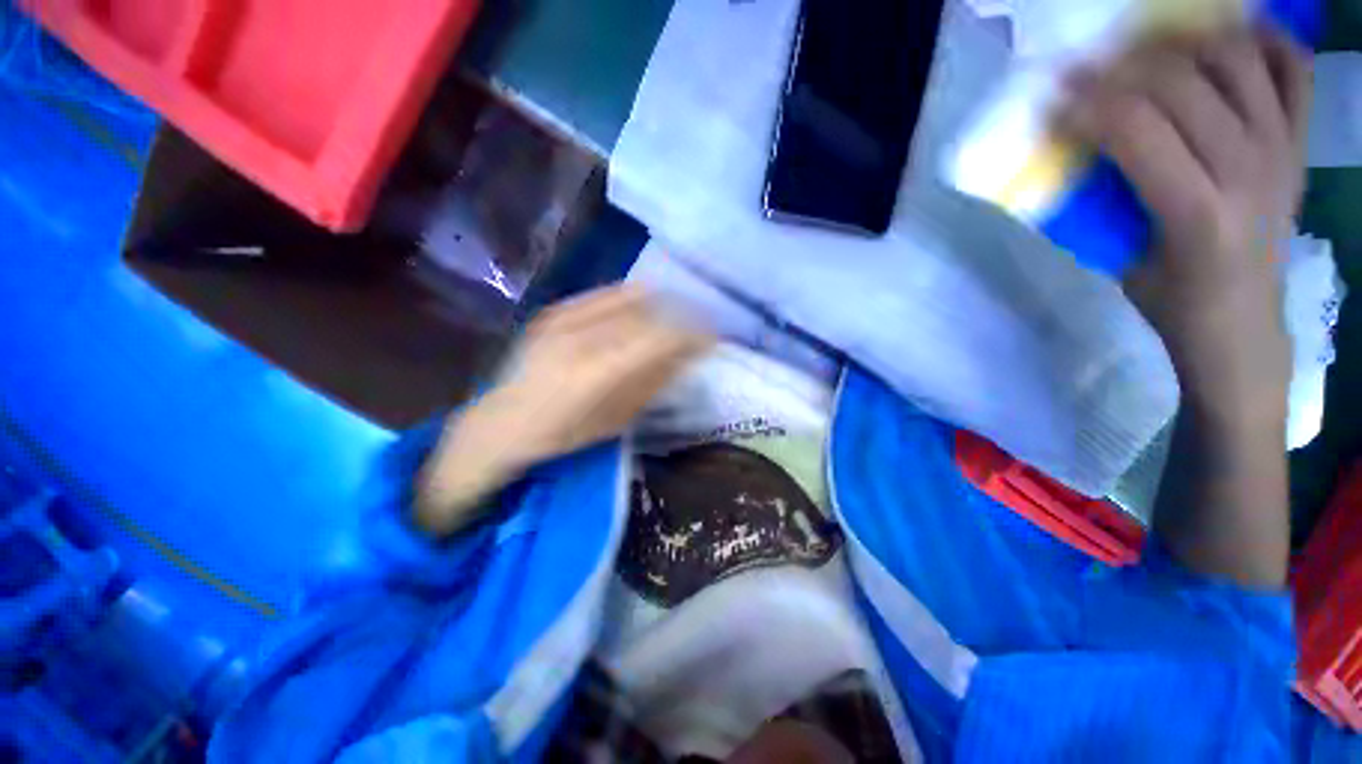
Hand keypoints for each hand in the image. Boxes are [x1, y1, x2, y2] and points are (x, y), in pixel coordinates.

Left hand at [415, 286, 712, 534]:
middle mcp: (581, 336)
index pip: (660, 338)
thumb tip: (688, 355)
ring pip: (630, 297)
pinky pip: (606, 294)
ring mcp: (564, 318)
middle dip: (682, 316)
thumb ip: (653, 382)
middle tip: (699, 327)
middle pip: (649, 312)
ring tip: (675, 317)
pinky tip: (645, 308)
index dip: (692, 334)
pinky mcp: (556, 310)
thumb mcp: (616, 419)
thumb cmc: (562, 435)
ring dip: (661, 305)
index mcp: (597, 372)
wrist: (501, 423)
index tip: (712, 338)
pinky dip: (634, 299)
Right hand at [1063, 28, 1310, 430]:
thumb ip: (1108, 199)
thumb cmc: (1172, 301)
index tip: (1057, 100)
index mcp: (1197, 214)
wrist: (1243, 324)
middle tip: (1091, 74)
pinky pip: (1294, 69)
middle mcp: (1250, 170)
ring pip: (1236, 59)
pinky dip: (1263, 43)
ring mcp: (1283, 150)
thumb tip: (1081, 144)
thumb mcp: (1122, 259)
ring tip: (1151, 57)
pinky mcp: (1300, 143)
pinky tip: (1226, 47)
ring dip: (1185, 46)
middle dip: (1123, 69)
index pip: (1137, 128)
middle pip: (1182, 82)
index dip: (1089, 104)